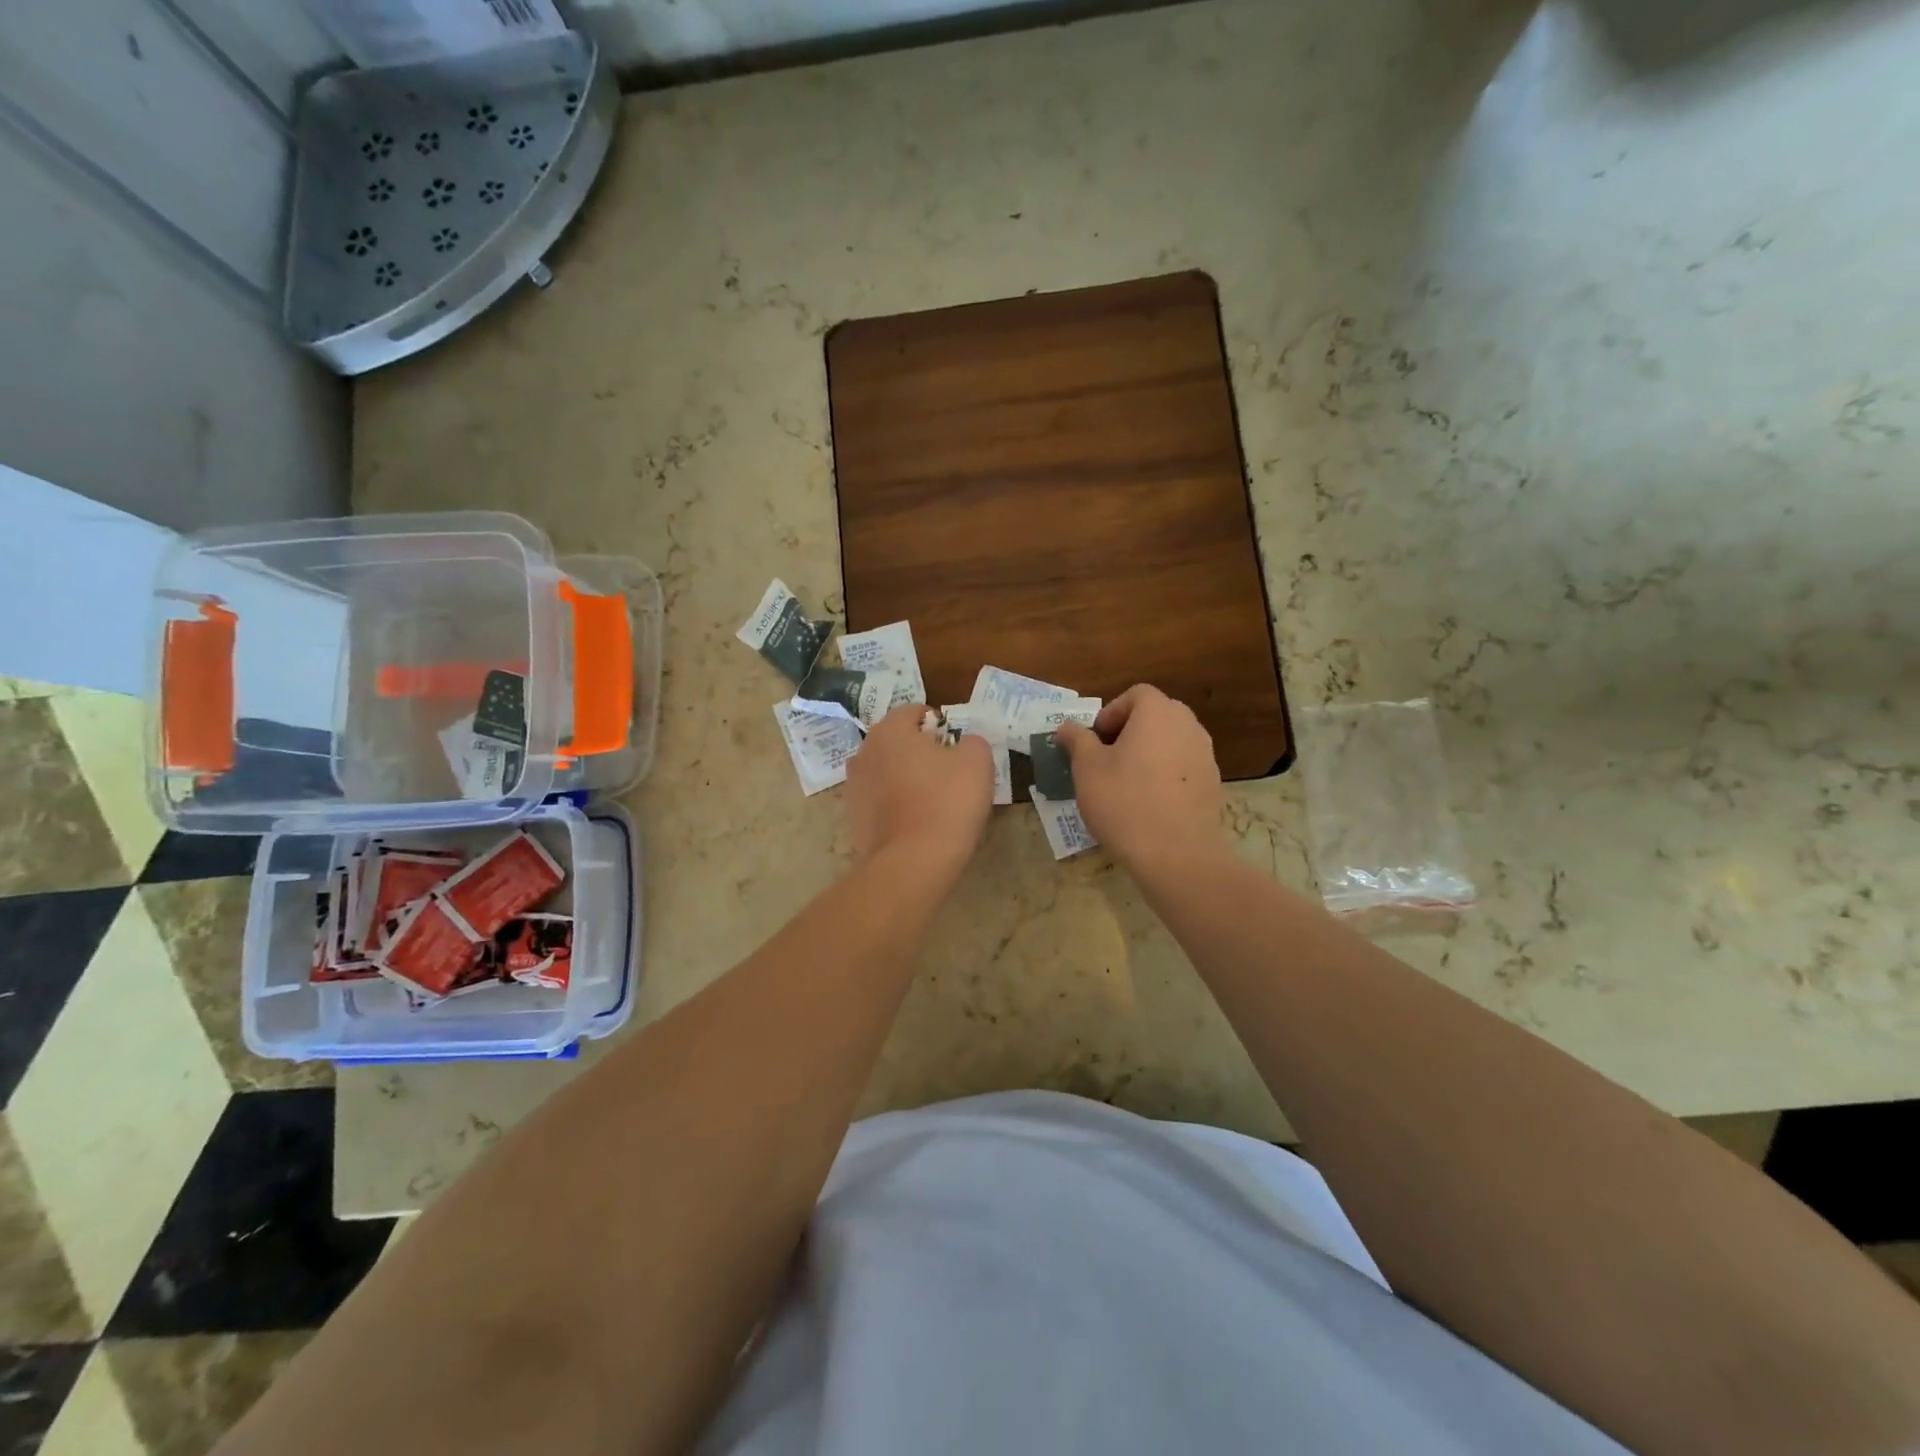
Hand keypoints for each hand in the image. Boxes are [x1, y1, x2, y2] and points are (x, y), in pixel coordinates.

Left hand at [845, 705, 994, 874]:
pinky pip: (881, 802)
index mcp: (889, 730)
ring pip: (887, 772)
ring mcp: (854, 787)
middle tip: (949, 772)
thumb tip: (964, 744)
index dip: (939, 724)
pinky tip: (917, 823)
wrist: (913, 862)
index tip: (957, 746)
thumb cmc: (946, 802)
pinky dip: (896, 805)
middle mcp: (864, 752)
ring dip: (906, 779)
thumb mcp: (977, 761)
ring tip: (933, 800)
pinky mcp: (854, 819)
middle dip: (920, 751)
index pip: (914, 712)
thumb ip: (972, 742)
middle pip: (897, 742)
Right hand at [1056, 685, 1226, 871]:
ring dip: (1148, 753)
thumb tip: (1067, 727)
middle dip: (1129, 731)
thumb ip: (1077, 740)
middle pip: (1156, 715)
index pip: (1136, 694)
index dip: (1111, 713)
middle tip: (1106, 760)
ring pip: (1171, 742)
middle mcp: (1188, 725)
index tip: (1095, 741)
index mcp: (1158, 713)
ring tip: (1126, 784)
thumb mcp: (1087, 769)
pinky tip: (1149, 804)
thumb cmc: (1124, 802)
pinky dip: (1166, 775)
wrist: (1176, 854)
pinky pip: (1183, 767)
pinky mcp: (1213, 784)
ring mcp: (1205, 755)